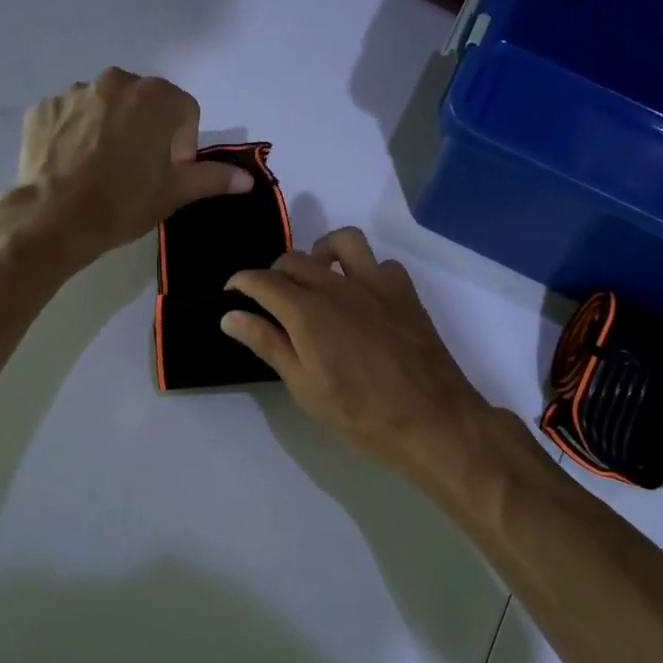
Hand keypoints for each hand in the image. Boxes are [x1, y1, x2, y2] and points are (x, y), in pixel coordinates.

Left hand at [16, 69, 251, 265]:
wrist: (54, 218)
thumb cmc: (124, 203)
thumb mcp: (175, 193)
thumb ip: (212, 178)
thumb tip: (247, 179)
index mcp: (156, 97)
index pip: (185, 112)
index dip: (183, 144)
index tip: (169, 173)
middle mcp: (116, 81)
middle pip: (144, 103)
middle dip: (147, 130)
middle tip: (137, 171)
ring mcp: (75, 92)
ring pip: (106, 106)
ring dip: (111, 128)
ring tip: (102, 169)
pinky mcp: (43, 107)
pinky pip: (71, 116)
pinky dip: (76, 133)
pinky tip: (73, 165)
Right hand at [223, 228, 499, 485]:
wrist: (431, 420)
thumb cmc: (360, 414)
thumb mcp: (305, 387)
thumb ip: (268, 344)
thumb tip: (230, 316)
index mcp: (307, 312)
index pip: (263, 281)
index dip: (241, 283)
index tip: (232, 294)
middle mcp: (338, 286)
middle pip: (295, 259)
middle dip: (274, 273)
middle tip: (271, 300)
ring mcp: (376, 284)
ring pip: (342, 242)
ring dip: (321, 252)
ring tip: (316, 277)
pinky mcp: (405, 292)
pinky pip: (381, 263)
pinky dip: (364, 270)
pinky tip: (361, 296)